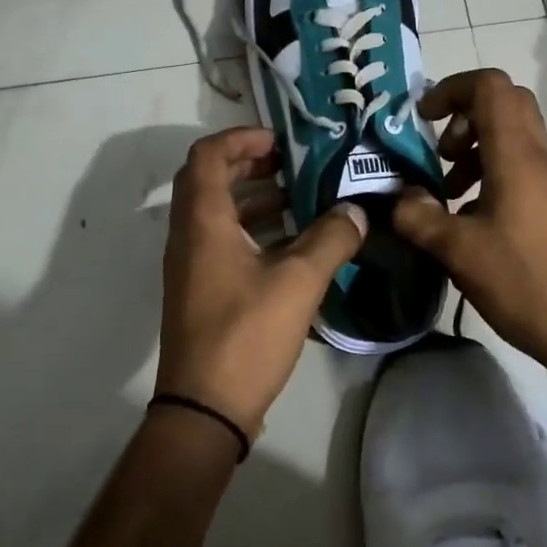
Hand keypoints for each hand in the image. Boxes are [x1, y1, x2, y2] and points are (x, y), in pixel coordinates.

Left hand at [158, 127, 367, 435]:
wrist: (205, 408)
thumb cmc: (247, 334)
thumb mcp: (299, 282)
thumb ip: (332, 239)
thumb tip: (357, 211)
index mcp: (203, 221)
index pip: (208, 155)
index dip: (241, 138)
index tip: (280, 141)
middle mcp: (188, 235)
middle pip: (210, 179)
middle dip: (249, 164)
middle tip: (292, 164)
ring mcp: (191, 265)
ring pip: (217, 212)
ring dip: (254, 197)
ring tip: (301, 199)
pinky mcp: (200, 289)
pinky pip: (222, 240)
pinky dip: (253, 229)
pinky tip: (293, 244)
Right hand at [392, 69, 546, 373]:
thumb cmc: (525, 283)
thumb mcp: (459, 251)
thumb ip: (419, 217)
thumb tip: (399, 198)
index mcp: (515, 155)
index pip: (489, 87)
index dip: (451, 89)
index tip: (422, 118)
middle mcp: (535, 157)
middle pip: (504, 103)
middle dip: (463, 115)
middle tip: (439, 150)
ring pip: (510, 136)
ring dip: (473, 148)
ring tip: (446, 188)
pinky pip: (515, 166)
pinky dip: (486, 174)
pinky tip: (465, 217)